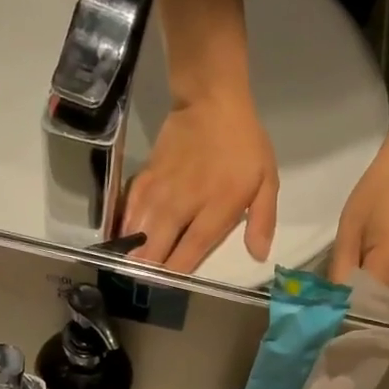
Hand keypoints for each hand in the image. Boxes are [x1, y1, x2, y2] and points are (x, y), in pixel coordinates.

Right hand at [122, 90, 278, 272]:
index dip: (177, 271)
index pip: (192, 249)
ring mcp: (161, 190)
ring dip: (132, 251)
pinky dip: (124, 225)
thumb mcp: (267, 181)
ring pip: (139, 229)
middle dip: (149, 268)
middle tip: (143, 284)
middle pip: (158, 244)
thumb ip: (263, 220)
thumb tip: (259, 256)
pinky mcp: (146, 176)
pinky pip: (129, 207)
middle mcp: (184, 203)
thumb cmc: (244, 145)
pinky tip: (121, 239)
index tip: (168, 287)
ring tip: (127, 270)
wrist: (211, 101)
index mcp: (216, 208)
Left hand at [330, 141, 388, 329]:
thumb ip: (341, 274)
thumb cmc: (378, 195)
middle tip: (343, 351)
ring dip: (385, 340)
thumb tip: (332, 311)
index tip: (328, 341)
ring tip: (360, 346)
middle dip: (368, 342)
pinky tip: (379, 331)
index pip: (368, 309)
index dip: (348, 327)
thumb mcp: (349, 231)